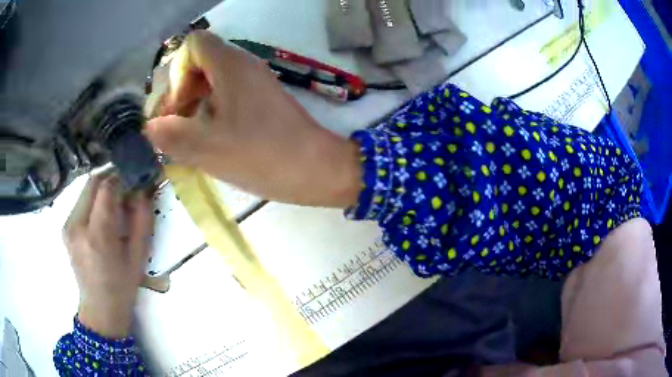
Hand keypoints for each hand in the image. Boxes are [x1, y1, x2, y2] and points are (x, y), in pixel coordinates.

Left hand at [63, 174, 152, 338]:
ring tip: (116, 202)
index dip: (122, 178)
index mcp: (97, 235)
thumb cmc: (122, 286)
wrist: (100, 308)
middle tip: (127, 186)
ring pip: (86, 190)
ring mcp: (68, 225)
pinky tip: (103, 214)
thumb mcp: (138, 255)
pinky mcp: (66, 227)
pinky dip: (94, 199)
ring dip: (102, 188)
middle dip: (111, 178)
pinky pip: (80, 201)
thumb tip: (143, 189)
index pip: (106, 188)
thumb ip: (142, 219)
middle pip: (92, 183)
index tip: (135, 179)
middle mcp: (77, 225)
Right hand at [145, 31, 361, 207]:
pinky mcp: (262, 101)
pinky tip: (210, 140)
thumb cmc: (263, 155)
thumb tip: (150, 127)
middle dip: (181, 91)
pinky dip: (212, 112)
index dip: (177, 72)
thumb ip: (172, 135)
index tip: (178, 107)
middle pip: (200, 63)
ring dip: (195, 105)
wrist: (317, 169)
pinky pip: (227, 96)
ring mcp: (255, 83)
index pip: (194, 45)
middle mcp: (244, 66)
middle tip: (177, 126)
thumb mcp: (208, 148)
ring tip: (189, 138)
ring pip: (213, 81)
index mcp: (231, 65)